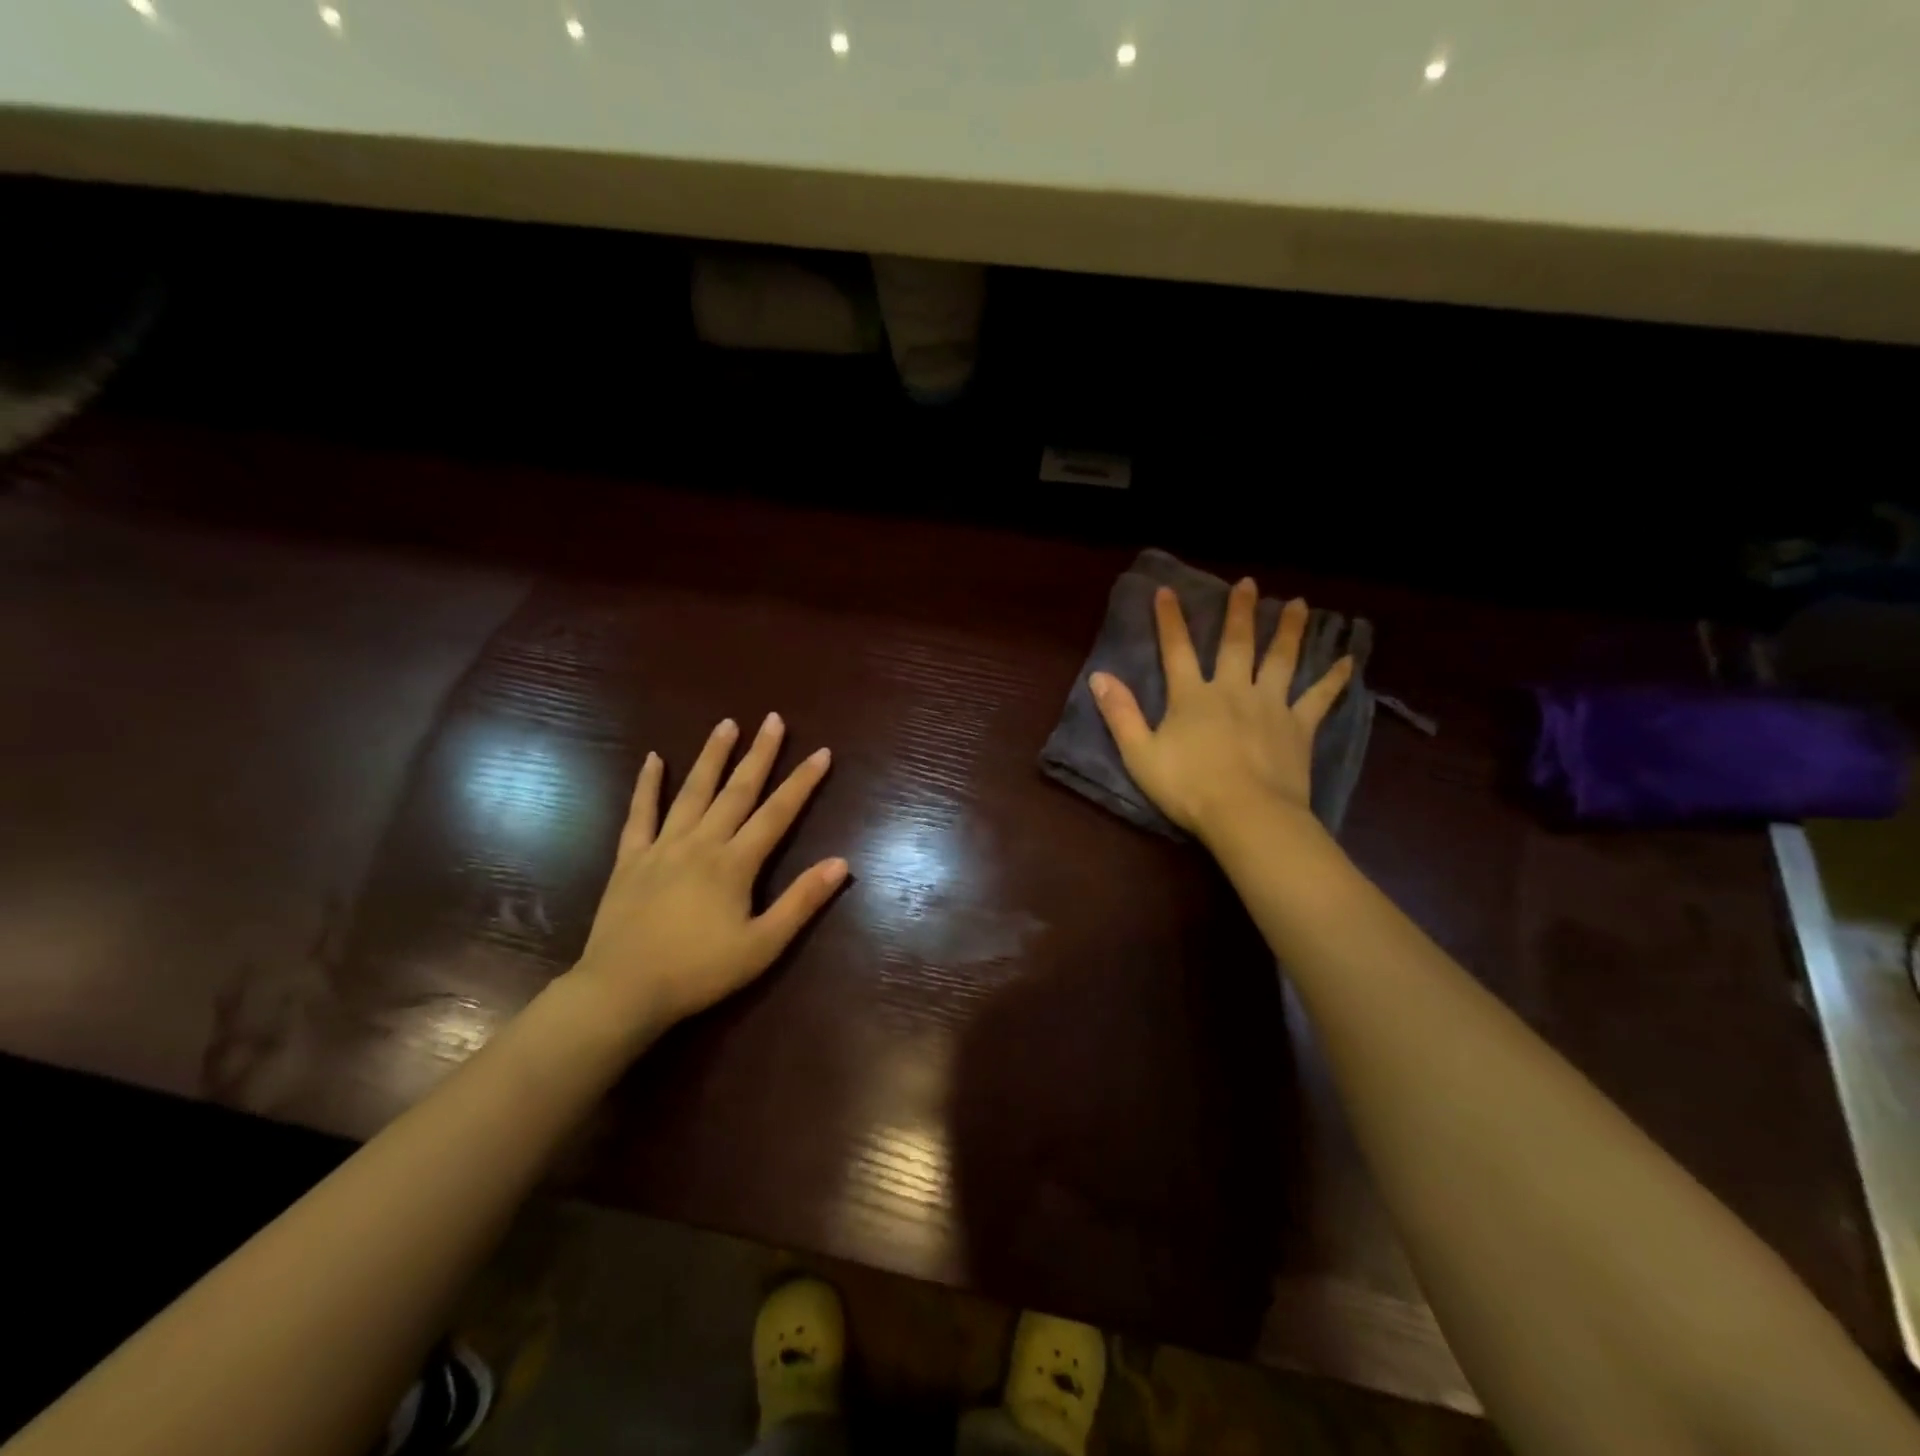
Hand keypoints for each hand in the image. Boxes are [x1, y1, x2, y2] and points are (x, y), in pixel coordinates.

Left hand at [571, 713, 847, 1033]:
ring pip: (692, 792)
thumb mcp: (762, 945)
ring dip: (711, 756)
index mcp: (735, 863)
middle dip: (759, 754)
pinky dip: (647, 785)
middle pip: (736, 790)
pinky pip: (640, 814)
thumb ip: (801, 901)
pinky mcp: (630, 858)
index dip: (802, 782)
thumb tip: (841, 862)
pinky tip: (652, 759)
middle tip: (772, 719)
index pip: (777, 813)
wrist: (623, 990)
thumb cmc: (699, 972)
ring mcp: (662, 847)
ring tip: (726, 725)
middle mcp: (701, 843)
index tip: (821, 752)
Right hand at [1089, 579, 1352, 844]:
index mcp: (1192, 697)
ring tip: (1298, 604)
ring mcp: (1270, 706)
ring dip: (1289, 630)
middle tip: (1248, 583)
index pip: (1177, 650)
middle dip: (1240, 611)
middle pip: (1237, 644)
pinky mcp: (1298, 727)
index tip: (1167, 590)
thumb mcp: (1140, 754)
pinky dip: (1334, 679)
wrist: (1246, 815)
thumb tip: (1099, 675)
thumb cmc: (1188, 788)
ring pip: (1281, 660)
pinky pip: (1319, 698)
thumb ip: (1120, 713)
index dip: (1170, 620)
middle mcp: (1232, 690)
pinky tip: (1349, 661)